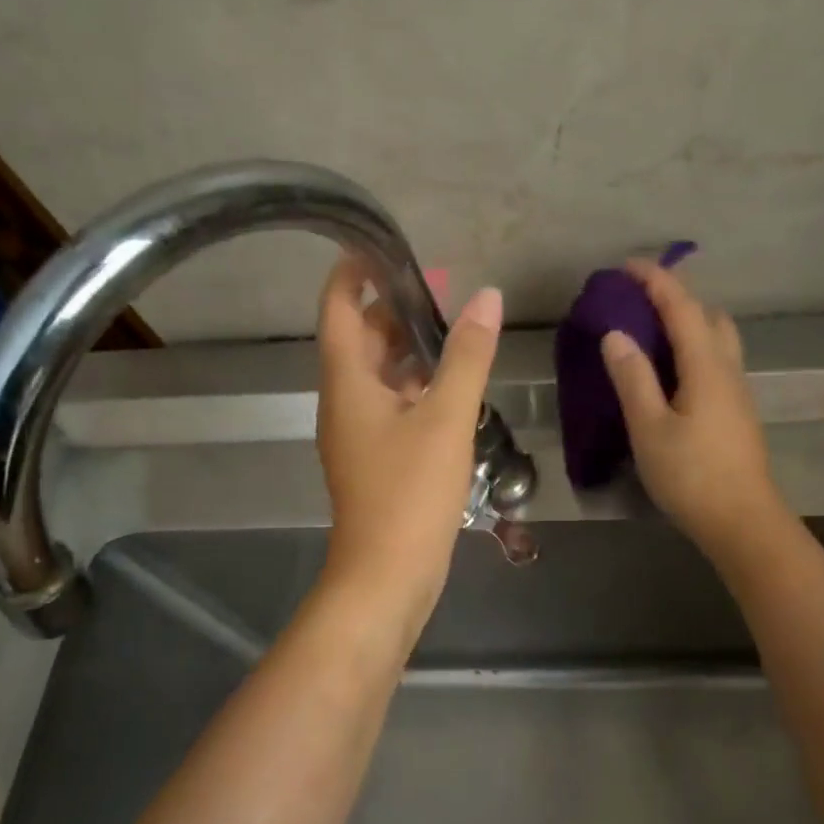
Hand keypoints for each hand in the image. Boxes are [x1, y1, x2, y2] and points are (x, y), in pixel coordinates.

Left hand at [316, 257, 501, 626]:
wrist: (388, 575)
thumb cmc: (410, 493)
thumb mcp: (446, 418)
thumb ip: (467, 357)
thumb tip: (486, 297)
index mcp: (347, 382)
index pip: (337, 307)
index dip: (354, 272)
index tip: (388, 248)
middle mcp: (344, 402)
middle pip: (359, 340)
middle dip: (392, 310)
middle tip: (441, 292)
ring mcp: (358, 434)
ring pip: (377, 376)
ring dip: (407, 351)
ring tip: (452, 334)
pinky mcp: (376, 460)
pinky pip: (391, 408)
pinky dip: (414, 388)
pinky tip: (450, 391)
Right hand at [601, 259, 786, 558]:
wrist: (742, 521)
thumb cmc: (692, 476)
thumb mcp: (650, 429)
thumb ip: (633, 379)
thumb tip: (616, 334)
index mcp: (706, 366)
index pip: (682, 307)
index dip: (655, 281)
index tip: (626, 265)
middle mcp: (728, 370)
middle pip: (708, 317)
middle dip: (676, 298)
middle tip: (639, 301)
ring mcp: (737, 392)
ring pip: (718, 340)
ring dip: (688, 324)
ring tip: (652, 334)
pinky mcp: (737, 412)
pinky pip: (716, 362)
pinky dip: (693, 349)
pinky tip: (672, 373)